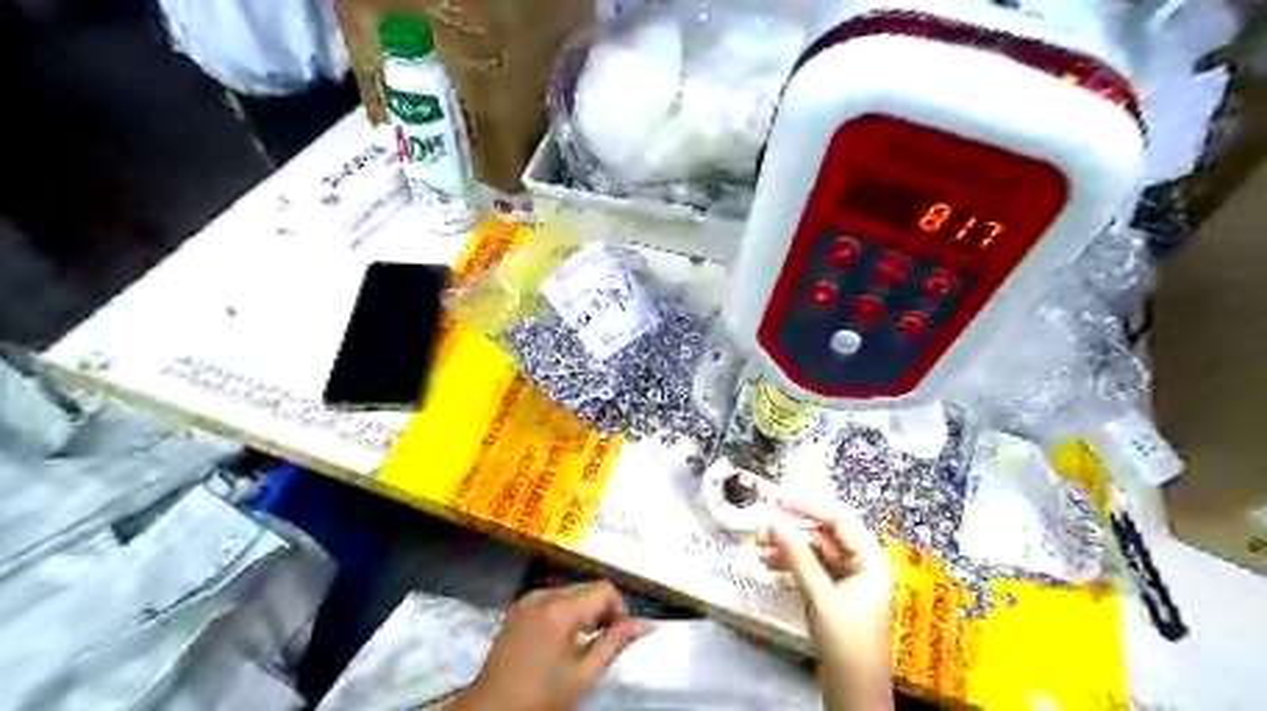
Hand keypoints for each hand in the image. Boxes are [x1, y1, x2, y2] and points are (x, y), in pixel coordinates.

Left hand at [453, 585, 652, 709]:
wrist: (490, 710)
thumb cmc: (540, 697)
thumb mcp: (583, 675)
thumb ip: (614, 643)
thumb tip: (645, 624)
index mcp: (560, 609)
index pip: (604, 589)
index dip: (618, 609)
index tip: (616, 636)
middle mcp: (543, 594)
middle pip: (587, 587)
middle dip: (601, 609)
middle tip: (601, 641)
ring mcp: (527, 599)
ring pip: (570, 590)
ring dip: (583, 608)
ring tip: (581, 641)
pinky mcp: (517, 606)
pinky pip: (551, 597)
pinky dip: (564, 610)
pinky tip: (560, 638)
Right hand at [756, 501, 893, 710]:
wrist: (854, 692)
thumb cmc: (847, 642)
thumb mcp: (820, 596)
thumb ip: (796, 556)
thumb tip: (773, 521)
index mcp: (870, 559)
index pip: (838, 520)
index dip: (808, 507)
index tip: (779, 501)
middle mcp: (861, 564)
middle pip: (824, 535)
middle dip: (792, 531)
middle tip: (764, 528)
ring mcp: (847, 579)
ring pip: (813, 552)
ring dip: (787, 549)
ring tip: (759, 549)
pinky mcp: (834, 593)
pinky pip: (810, 569)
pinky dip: (790, 566)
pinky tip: (767, 565)